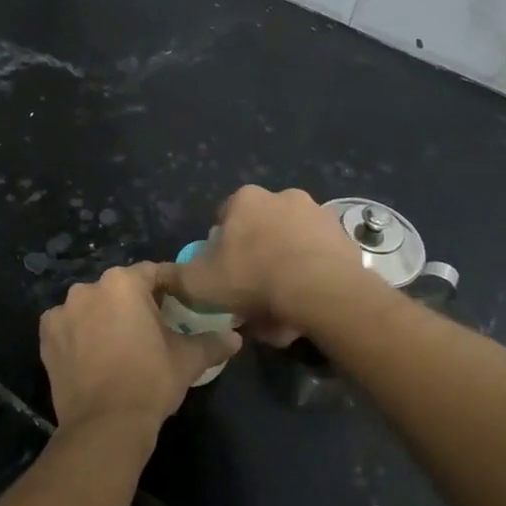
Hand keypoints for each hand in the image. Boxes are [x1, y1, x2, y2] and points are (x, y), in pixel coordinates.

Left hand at [39, 264, 240, 436]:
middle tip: (153, 327)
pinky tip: (93, 354)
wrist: (104, 425)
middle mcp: (88, 288)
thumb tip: (235, 338)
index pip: (153, 273)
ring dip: (105, 317)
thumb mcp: (188, 360)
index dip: (169, 286)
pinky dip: (80, 334)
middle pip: (119, 288)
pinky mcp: (46, 336)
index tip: (181, 302)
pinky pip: (69, 326)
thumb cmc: (150, 382)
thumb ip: (212, 342)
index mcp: (123, 283)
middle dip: (135, 302)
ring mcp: (62, 311)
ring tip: (120, 343)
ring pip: (92, 306)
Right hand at [161, 185, 373, 343]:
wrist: (320, 290)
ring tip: (282, 309)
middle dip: (256, 258)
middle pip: (261, 231)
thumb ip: (175, 277)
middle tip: (253, 295)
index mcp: (246, 199)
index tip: (224, 275)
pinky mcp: (344, 236)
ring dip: (284, 270)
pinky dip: (311, 278)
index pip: (225, 219)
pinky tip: (306, 306)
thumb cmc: (252, 278)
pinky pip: (318, 258)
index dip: (222, 249)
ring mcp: (318, 214)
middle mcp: (283, 196)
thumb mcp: (198, 283)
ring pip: (291, 246)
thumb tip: (161, 276)